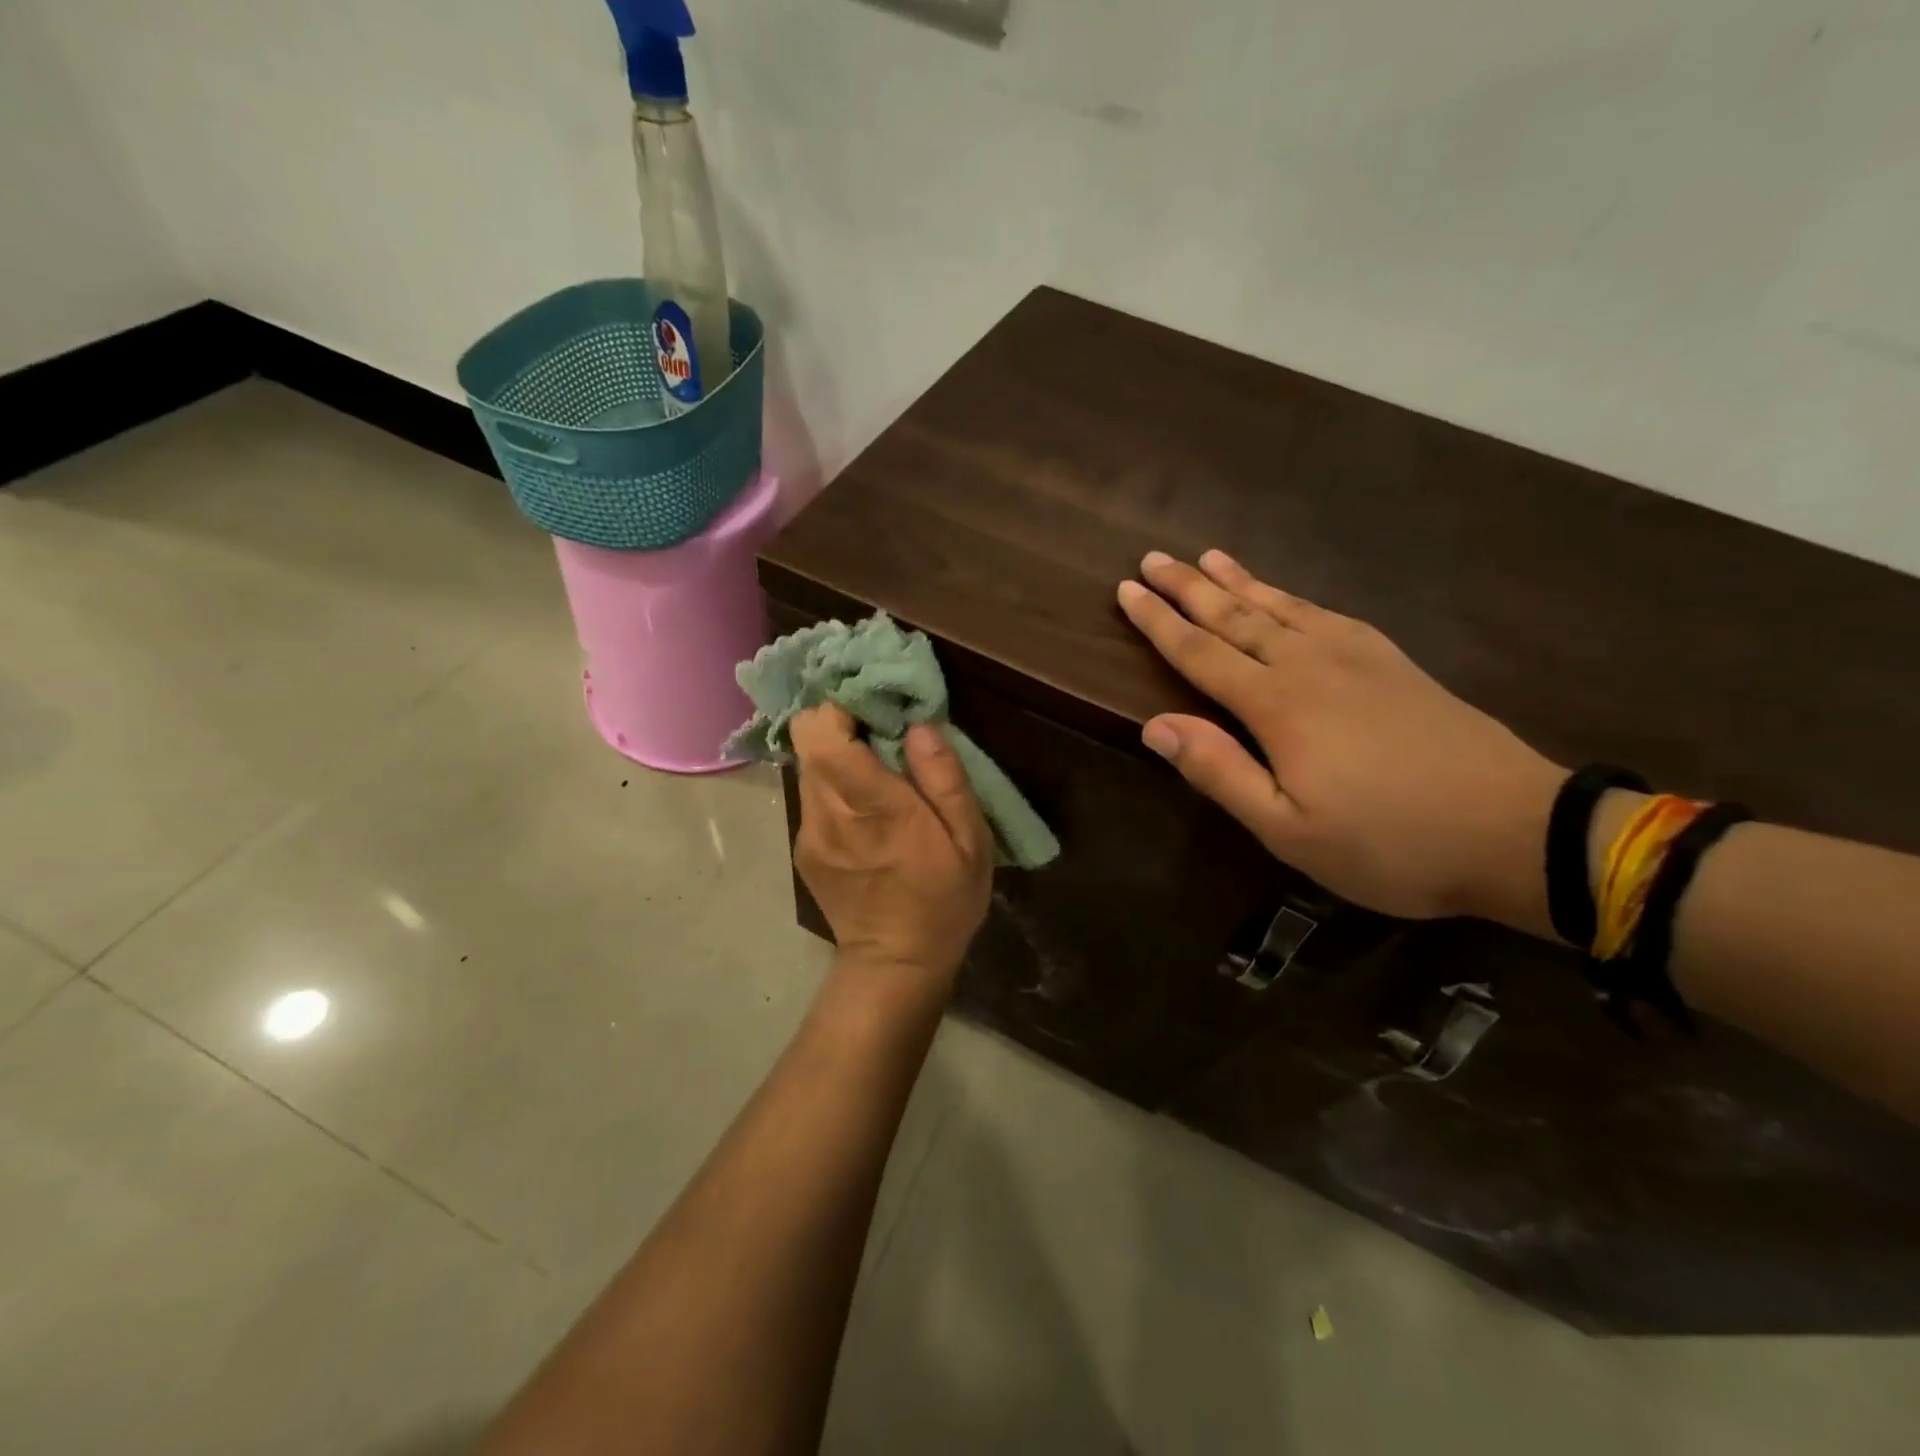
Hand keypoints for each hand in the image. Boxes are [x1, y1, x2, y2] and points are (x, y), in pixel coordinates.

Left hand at [790, 704, 992, 982]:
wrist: (895, 964)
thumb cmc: (943, 900)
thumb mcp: (970, 841)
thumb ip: (944, 778)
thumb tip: (919, 725)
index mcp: (873, 808)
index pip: (823, 734)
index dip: (841, 706)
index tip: (875, 704)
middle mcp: (828, 814)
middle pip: (808, 741)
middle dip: (840, 723)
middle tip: (879, 730)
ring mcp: (809, 833)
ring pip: (808, 766)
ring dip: (837, 755)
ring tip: (875, 767)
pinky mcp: (803, 848)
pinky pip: (812, 795)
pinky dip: (833, 786)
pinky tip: (863, 809)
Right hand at [1118, 551, 1565, 931]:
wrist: (1514, 830)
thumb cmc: (1388, 841)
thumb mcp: (1288, 830)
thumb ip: (1220, 772)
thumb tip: (1154, 725)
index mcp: (1276, 705)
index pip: (1200, 653)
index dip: (1159, 622)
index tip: (1126, 590)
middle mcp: (1309, 664)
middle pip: (1235, 616)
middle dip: (1188, 587)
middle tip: (1153, 558)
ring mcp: (1356, 657)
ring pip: (1280, 605)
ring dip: (1238, 581)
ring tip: (1207, 556)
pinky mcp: (1392, 661)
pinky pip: (1325, 613)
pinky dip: (1292, 596)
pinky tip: (1286, 593)